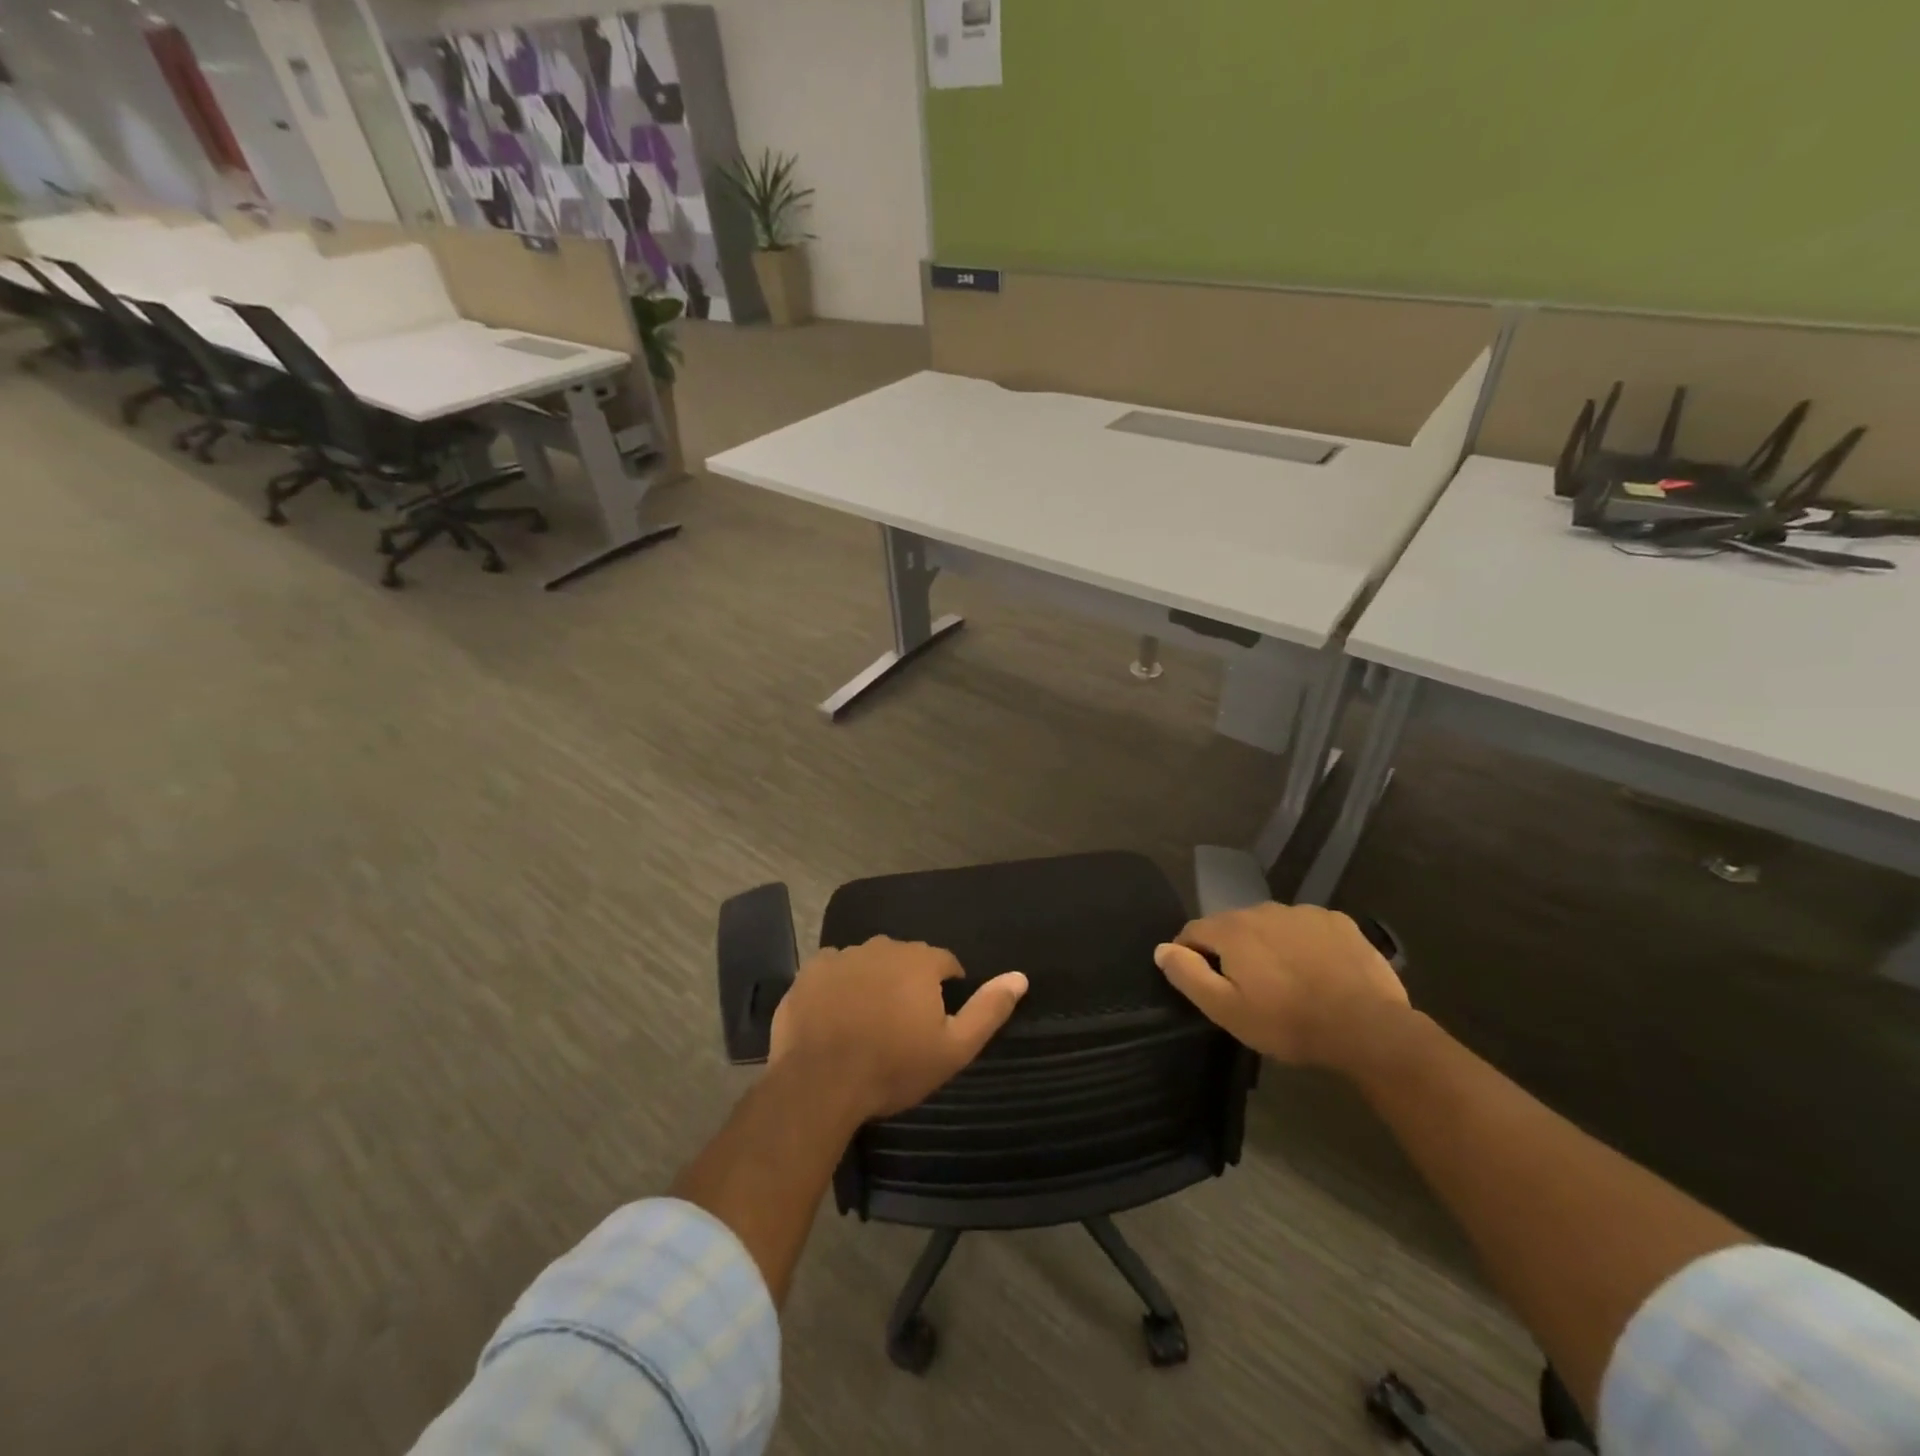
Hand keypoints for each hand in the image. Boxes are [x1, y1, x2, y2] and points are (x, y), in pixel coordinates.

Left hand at [769, 936, 1028, 1123]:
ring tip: (866, 1021)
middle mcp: (883, 946)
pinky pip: (834, 970)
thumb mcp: (953, 1048)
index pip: (945, 963)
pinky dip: (839, 985)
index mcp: (920, 960)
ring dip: (873, 982)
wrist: (820, 1084)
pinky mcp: (810, 970)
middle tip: (901, 1024)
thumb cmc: (893, 1068)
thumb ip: (988, 1009)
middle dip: (908, 982)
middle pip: (905, 959)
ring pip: (869, 962)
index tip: (936, 1020)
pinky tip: (835, 1015)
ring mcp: (843, 955)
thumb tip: (1020, 977)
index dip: (945, 988)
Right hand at [1154, 903, 1411, 1071]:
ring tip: (1285, 982)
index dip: (1190, 955)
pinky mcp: (1338, 922)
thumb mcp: (1227, 1010)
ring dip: (1268, 946)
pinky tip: (1317, 973)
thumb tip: (1162, 948)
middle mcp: (1263, 909)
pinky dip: (1303, 945)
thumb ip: (1188, 974)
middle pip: (1233, 926)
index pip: (1193, 931)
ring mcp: (1304, 912)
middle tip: (1247, 989)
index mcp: (1232, 929)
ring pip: (1271, 926)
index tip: (1203, 983)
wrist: (1368, 1028)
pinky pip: (1306, 929)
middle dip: (1232, 951)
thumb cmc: (1288, 1022)